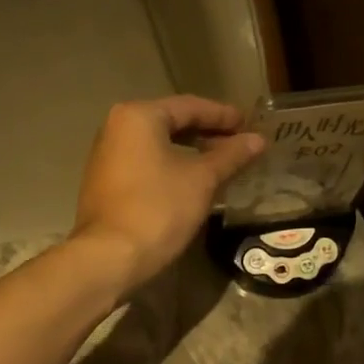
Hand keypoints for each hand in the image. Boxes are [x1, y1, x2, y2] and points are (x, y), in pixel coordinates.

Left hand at [71, 96, 265, 291]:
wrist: (109, 257)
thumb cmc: (158, 209)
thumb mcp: (202, 180)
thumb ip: (231, 155)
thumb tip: (257, 140)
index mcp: (138, 116)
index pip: (190, 106)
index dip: (223, 116)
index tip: (250, 124)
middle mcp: (117, 128)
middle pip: (171, 122)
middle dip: (207, 133)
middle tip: (240, 144)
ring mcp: (107, 156)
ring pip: (158, 145)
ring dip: (191, 152)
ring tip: (222, 164)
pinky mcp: (106, 183)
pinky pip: (146, 164)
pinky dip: (172, 167)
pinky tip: (193, 182)